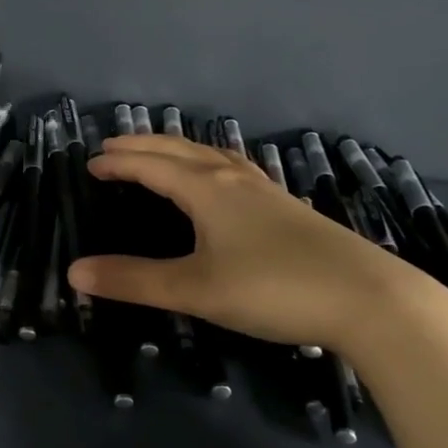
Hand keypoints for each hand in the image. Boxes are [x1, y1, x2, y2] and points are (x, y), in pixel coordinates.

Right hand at [67, 134, 422, 354]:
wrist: (373, 301)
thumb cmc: (275, 288)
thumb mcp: (196, 289)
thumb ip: (134, 280)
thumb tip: (74, 272)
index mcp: (207, 189)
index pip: (151, 165)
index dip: (118, 162)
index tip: (90, 163)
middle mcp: (234, 179)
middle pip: (180, 150)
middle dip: (143, 146)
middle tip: (113, 147)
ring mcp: (266, 192)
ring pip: (212, 156)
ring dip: (178, 150)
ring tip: (160, 153)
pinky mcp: (288, 209)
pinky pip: (234, 170)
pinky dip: (209, 164)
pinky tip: (221, 182)